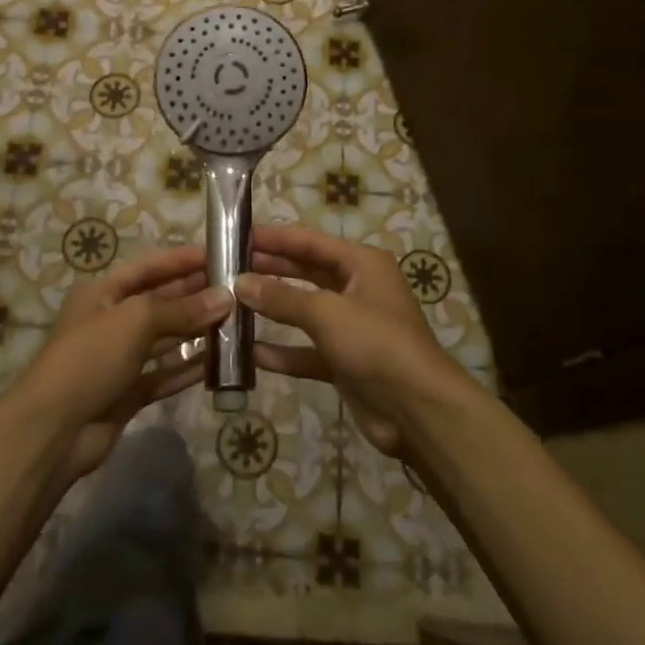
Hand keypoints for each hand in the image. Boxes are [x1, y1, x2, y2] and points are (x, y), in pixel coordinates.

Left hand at [7, 244, 232, 483]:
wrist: (52, 431)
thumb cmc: (89, 359)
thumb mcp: (134, 321)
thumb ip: (180, 309)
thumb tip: (225, 298)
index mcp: (102, 293)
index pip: (148, 267)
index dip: (181, 260)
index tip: (219, 253)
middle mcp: (111, 320)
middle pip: (159, 301)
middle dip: (195, 294)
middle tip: (237, 289)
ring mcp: (120, 358)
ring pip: (165, 337)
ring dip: (196, 330)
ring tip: (235, 321)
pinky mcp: (128, 391)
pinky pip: (164, 373)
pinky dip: (188, 367)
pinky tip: (218, 362)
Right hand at [237, 225, 468, 457]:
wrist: (417, 410)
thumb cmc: (376, 344)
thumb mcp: (326, 313)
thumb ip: (281, 297)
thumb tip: (239, 283)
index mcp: (362, 264)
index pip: (310, 242)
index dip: (274, 238)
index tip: (237, 234)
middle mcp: (357, 290)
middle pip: (306, 273)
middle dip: (269, 270)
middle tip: (227, 267)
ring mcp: (351, 328)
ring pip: (304, 312)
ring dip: (272, 309)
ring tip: (231, 303)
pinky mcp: (344, 362)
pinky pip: (306, 350)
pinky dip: (282, 351)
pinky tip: (250, 353)